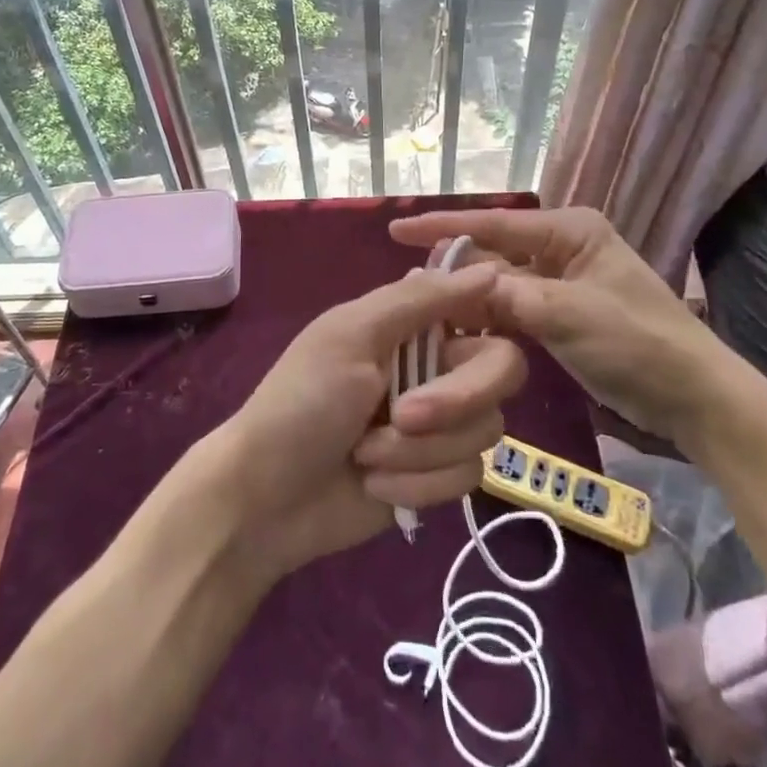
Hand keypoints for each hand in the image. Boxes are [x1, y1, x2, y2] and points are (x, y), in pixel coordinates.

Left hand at [205, 263, 526, 575]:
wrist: (266, 499)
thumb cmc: (302, 401)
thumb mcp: (353, 335)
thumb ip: (421, 299)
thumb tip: (490, 267)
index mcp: (413, 325)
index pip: (482, 306)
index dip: (492, 318)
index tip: (471, 338)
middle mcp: (435, 367)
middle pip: (500, 370)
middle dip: (453, 401)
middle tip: (402, 415)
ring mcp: (440, 425)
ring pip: (483, 430)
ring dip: (419, 451)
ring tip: (365, 455)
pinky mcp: (437, 476)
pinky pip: (466, 477)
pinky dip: (416, 484)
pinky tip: (373, 486)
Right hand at [391, 207, 748, 446]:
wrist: (694, 400)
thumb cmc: (638, 343)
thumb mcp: (569, 314)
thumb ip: (507, 296)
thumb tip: (449, 286)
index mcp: (570, 230)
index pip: (495, 223)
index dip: (443, 226)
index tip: (396, 228)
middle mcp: (561, 248)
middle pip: (493, 253)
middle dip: (454, 270)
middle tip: (407, 288)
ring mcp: (560, 283)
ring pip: (499, 284)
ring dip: (467, 299)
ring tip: (421, 311)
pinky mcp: (559, 315)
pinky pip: (511, 309)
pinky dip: (487, 320)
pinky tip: (456, 333)